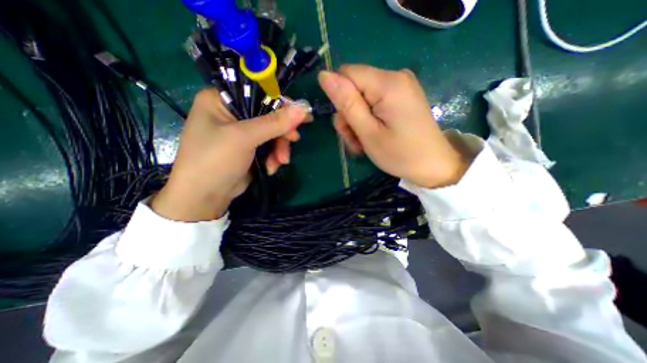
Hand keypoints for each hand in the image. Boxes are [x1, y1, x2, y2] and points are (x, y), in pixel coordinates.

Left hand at [153, 90, 310, 221]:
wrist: (205, 197)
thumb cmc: (215, 160)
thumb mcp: (244, 138)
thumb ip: (274, 122)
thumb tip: (302, 109)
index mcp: (221, 100)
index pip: (258, 93)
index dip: (281, 103)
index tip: (301, 115)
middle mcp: (232, 114)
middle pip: (268, 115)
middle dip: (282, 131)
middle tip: (294, 139)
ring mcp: (241, 133)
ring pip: (272, 133)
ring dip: (279, 148)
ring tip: (281, 161)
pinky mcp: (249, 149)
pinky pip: (269, 146)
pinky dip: (274, 157)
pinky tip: (272, 167)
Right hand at [319, 64, 467, 187]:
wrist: (433, 166)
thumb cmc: (400, 154)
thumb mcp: (368, 132)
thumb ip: (347, 103)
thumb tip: (324, 75)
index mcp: (388, 83)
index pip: (346, 74)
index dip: (339, 99)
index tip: (346, 125)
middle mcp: (395, 76)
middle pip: (354, 87)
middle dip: (348, 115)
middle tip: (355, 141)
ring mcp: (400, 86)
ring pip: (361, 97)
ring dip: (356, 121)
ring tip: (363, 143)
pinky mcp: (401, 97)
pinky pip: (374, 102)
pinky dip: (368, 120)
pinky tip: (372, 136)